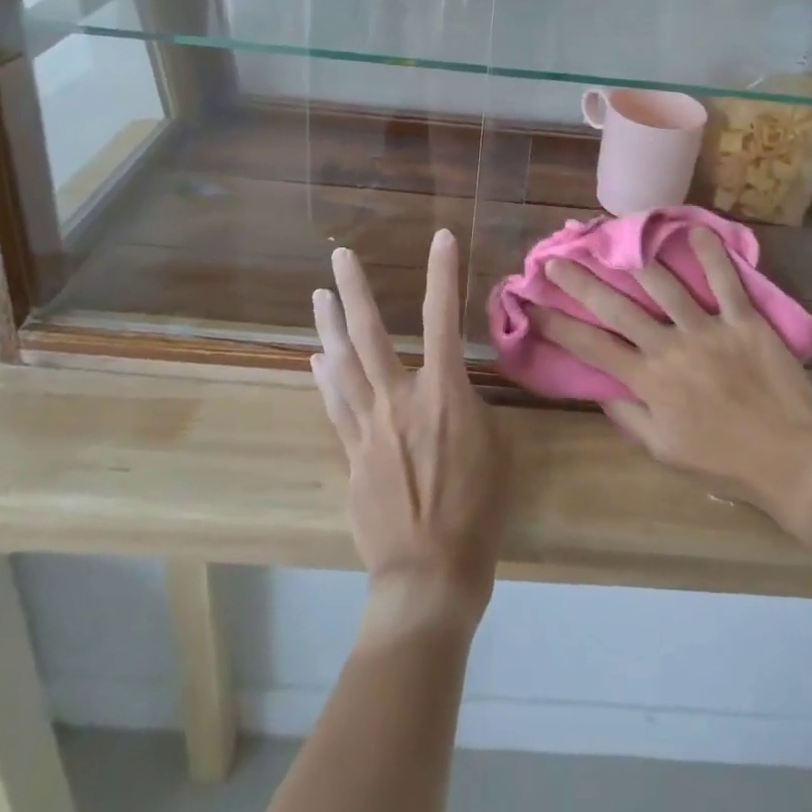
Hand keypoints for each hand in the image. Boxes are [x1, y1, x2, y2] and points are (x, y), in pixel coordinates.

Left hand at [311, 231, 510, 637]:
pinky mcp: (352, 454)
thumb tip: (452, 395)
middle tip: (340, 255)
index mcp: (444, 393)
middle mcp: (399, 399)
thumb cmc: (477, 511)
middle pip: (369, 334)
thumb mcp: (495, 448)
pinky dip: (325, 377)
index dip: (443, 273)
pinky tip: (316, 358)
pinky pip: (334, 404)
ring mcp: (368, 426)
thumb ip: (471, 410)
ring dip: (329, 325)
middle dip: (354, 289)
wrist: (428, 575)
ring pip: (341, 364)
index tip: (442, 236)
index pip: (443, 318)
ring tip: (318, 294)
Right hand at [537, 227, 811, 534]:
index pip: (592, 347)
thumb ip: (629, 418)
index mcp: (649, 384)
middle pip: (616, 308)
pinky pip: (725, 281)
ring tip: (612, 235)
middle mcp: (670, 349)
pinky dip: (710, 253)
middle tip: (556, 260)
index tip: (533, 304)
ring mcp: (708, 331)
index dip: (558, 324)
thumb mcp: (665, 453)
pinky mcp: (744, 321)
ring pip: (663, 285)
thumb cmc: (726, 464)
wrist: (794, 466)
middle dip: (580, 282)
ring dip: (634, 257)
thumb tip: (599, 387)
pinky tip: (692, 229)